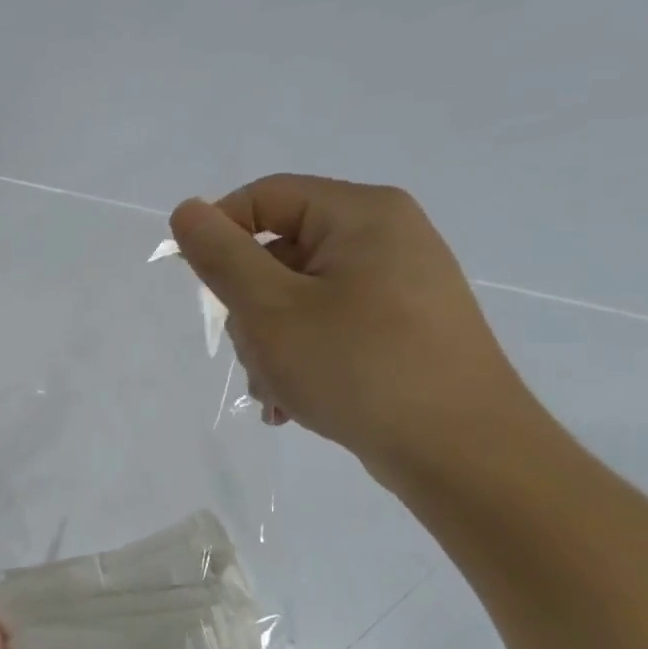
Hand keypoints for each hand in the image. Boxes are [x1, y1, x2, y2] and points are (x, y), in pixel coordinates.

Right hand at [169, 174, 536, 479]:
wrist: (461, 451)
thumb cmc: (358, 367)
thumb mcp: (270, 310)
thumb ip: (221, 256)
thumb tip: (186, 210)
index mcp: (361, 215)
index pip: (264, 197)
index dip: (219, 234)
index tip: (200, 289)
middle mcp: (385, 238)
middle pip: (279, 252)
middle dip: (249, 309)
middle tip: (253, 355)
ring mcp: (398, 285)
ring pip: (297, 297)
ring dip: (270, 344)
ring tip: (277, 391)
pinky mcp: (401, 327)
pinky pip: (329, 325)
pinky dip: (301, 357)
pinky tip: (294, 401)